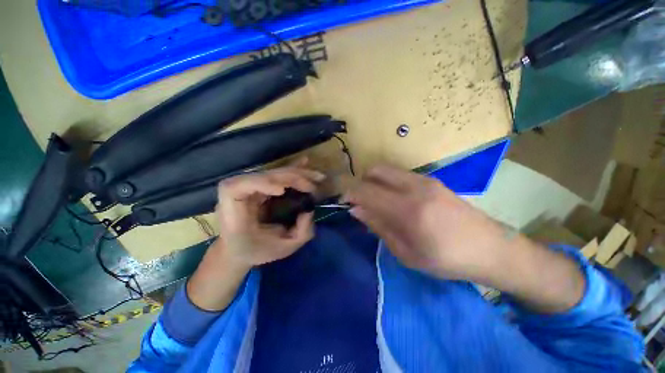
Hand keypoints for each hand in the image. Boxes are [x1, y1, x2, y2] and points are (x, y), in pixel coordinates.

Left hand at [187, 159, 322, 310]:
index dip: (259, 183)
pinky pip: (276, 175)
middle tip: (312, 186)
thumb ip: (301, 232)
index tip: (282, 191)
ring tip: (317, 177)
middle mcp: (238, 195)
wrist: (237, 249)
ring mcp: (248, 188)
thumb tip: (310, 210)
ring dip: (296, 173)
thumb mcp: (282, 249)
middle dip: (290, 178)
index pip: (235, 188)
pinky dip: (292, 170)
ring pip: (273, 173)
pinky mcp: (258, 186)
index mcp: (233, 214)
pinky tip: (304, 162)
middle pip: (262, 176)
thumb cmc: (256, 251)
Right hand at [343, 165, 508, 281]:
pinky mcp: (431, 179)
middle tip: (359, 201)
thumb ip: (378, 226)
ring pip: (386, 169)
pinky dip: (386, 181)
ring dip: (373, 181)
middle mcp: (414, 187)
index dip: (349, 192)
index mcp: (407, 210)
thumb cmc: (447, 259)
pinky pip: (398, 174)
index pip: (366, 191)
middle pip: (374, 171)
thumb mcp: (406, 253)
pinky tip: (393, 199)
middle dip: (360, 182)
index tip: (342, 200)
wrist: (491, 247)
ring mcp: (424, 180)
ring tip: (375, 201)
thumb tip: (355, 209)